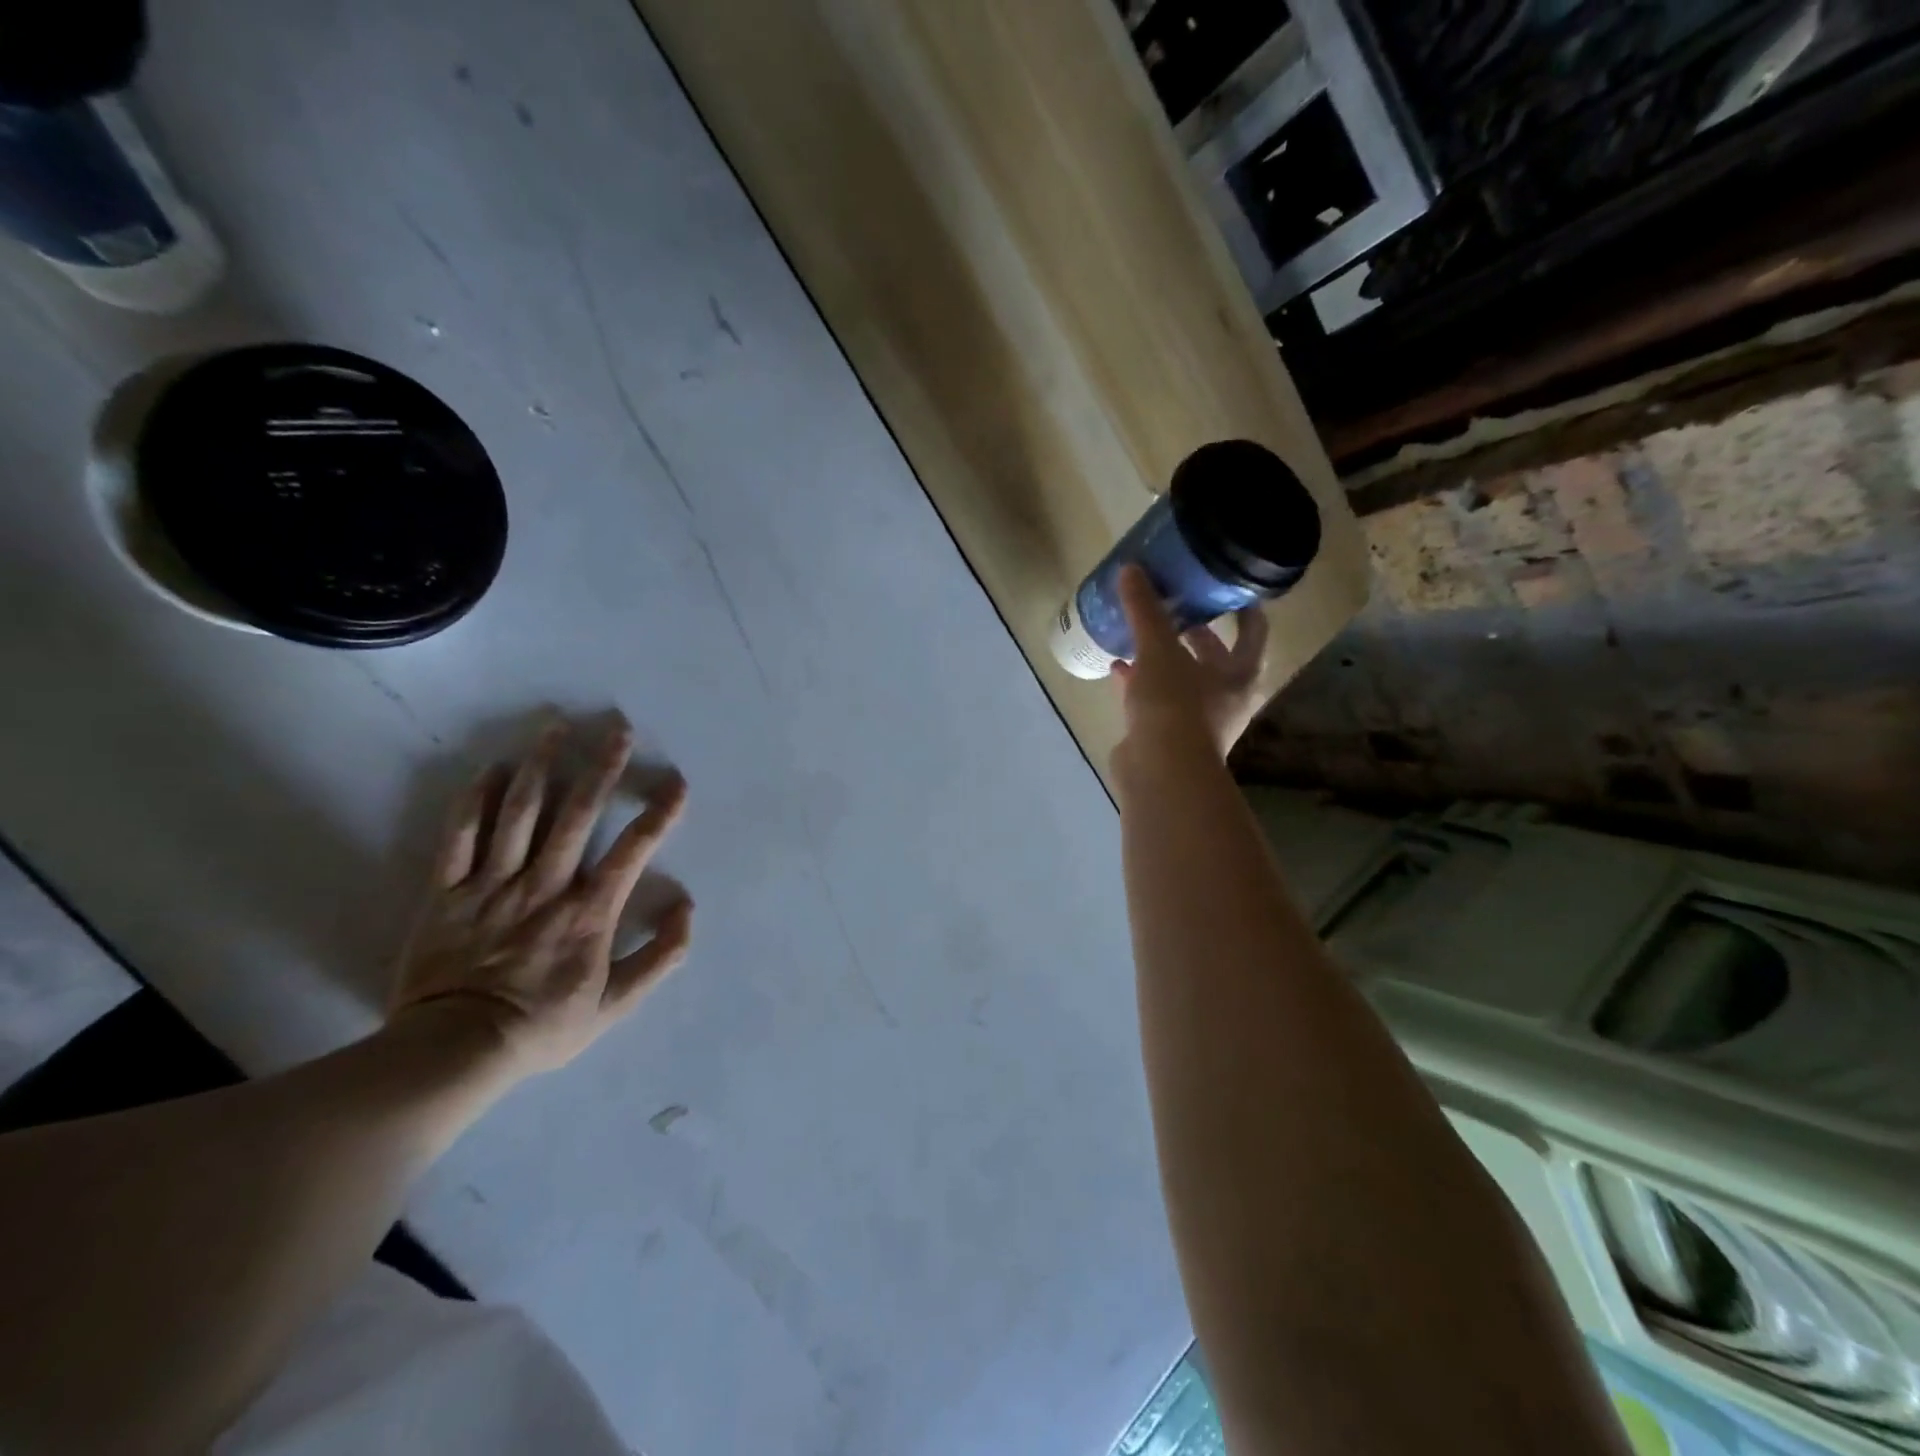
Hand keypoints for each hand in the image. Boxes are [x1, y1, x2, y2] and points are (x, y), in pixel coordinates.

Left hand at [389, 717, 692, 1078]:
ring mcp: (493, 884)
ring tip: (554, 727)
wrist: (454, 1051)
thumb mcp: (617, 1004)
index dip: (659, 813)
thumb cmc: (543, 1025)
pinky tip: (490, 769)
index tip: (676, 782)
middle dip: (601, 767)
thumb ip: (660, 957)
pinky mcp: (448, 891)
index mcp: (589, 912)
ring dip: (539, 766)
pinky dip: (475, 800)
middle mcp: (545, 886)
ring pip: (519, 813)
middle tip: (617, 729)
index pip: (633, 850)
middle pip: (577, 814)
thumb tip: (685, 907)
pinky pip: (460, 836)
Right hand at [1111, 564, 1271, 765]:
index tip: (1225, 585)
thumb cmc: (1174, 705)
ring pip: (1182, 679)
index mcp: (1239, 674)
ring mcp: (1196, 720)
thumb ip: (1145, 610)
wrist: (1160, 772)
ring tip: (1140, 634)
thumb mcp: (1158, 650)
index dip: (1242, 606)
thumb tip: (1130, 569)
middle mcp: (1225, 697)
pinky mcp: (1166, 736)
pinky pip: (1155, 700)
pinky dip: (1138, 684)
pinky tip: (1116, 668)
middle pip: (1215, 657)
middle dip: (1194, 633)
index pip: (1253, 631)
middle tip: (1173, 606)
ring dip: (1163, 659)